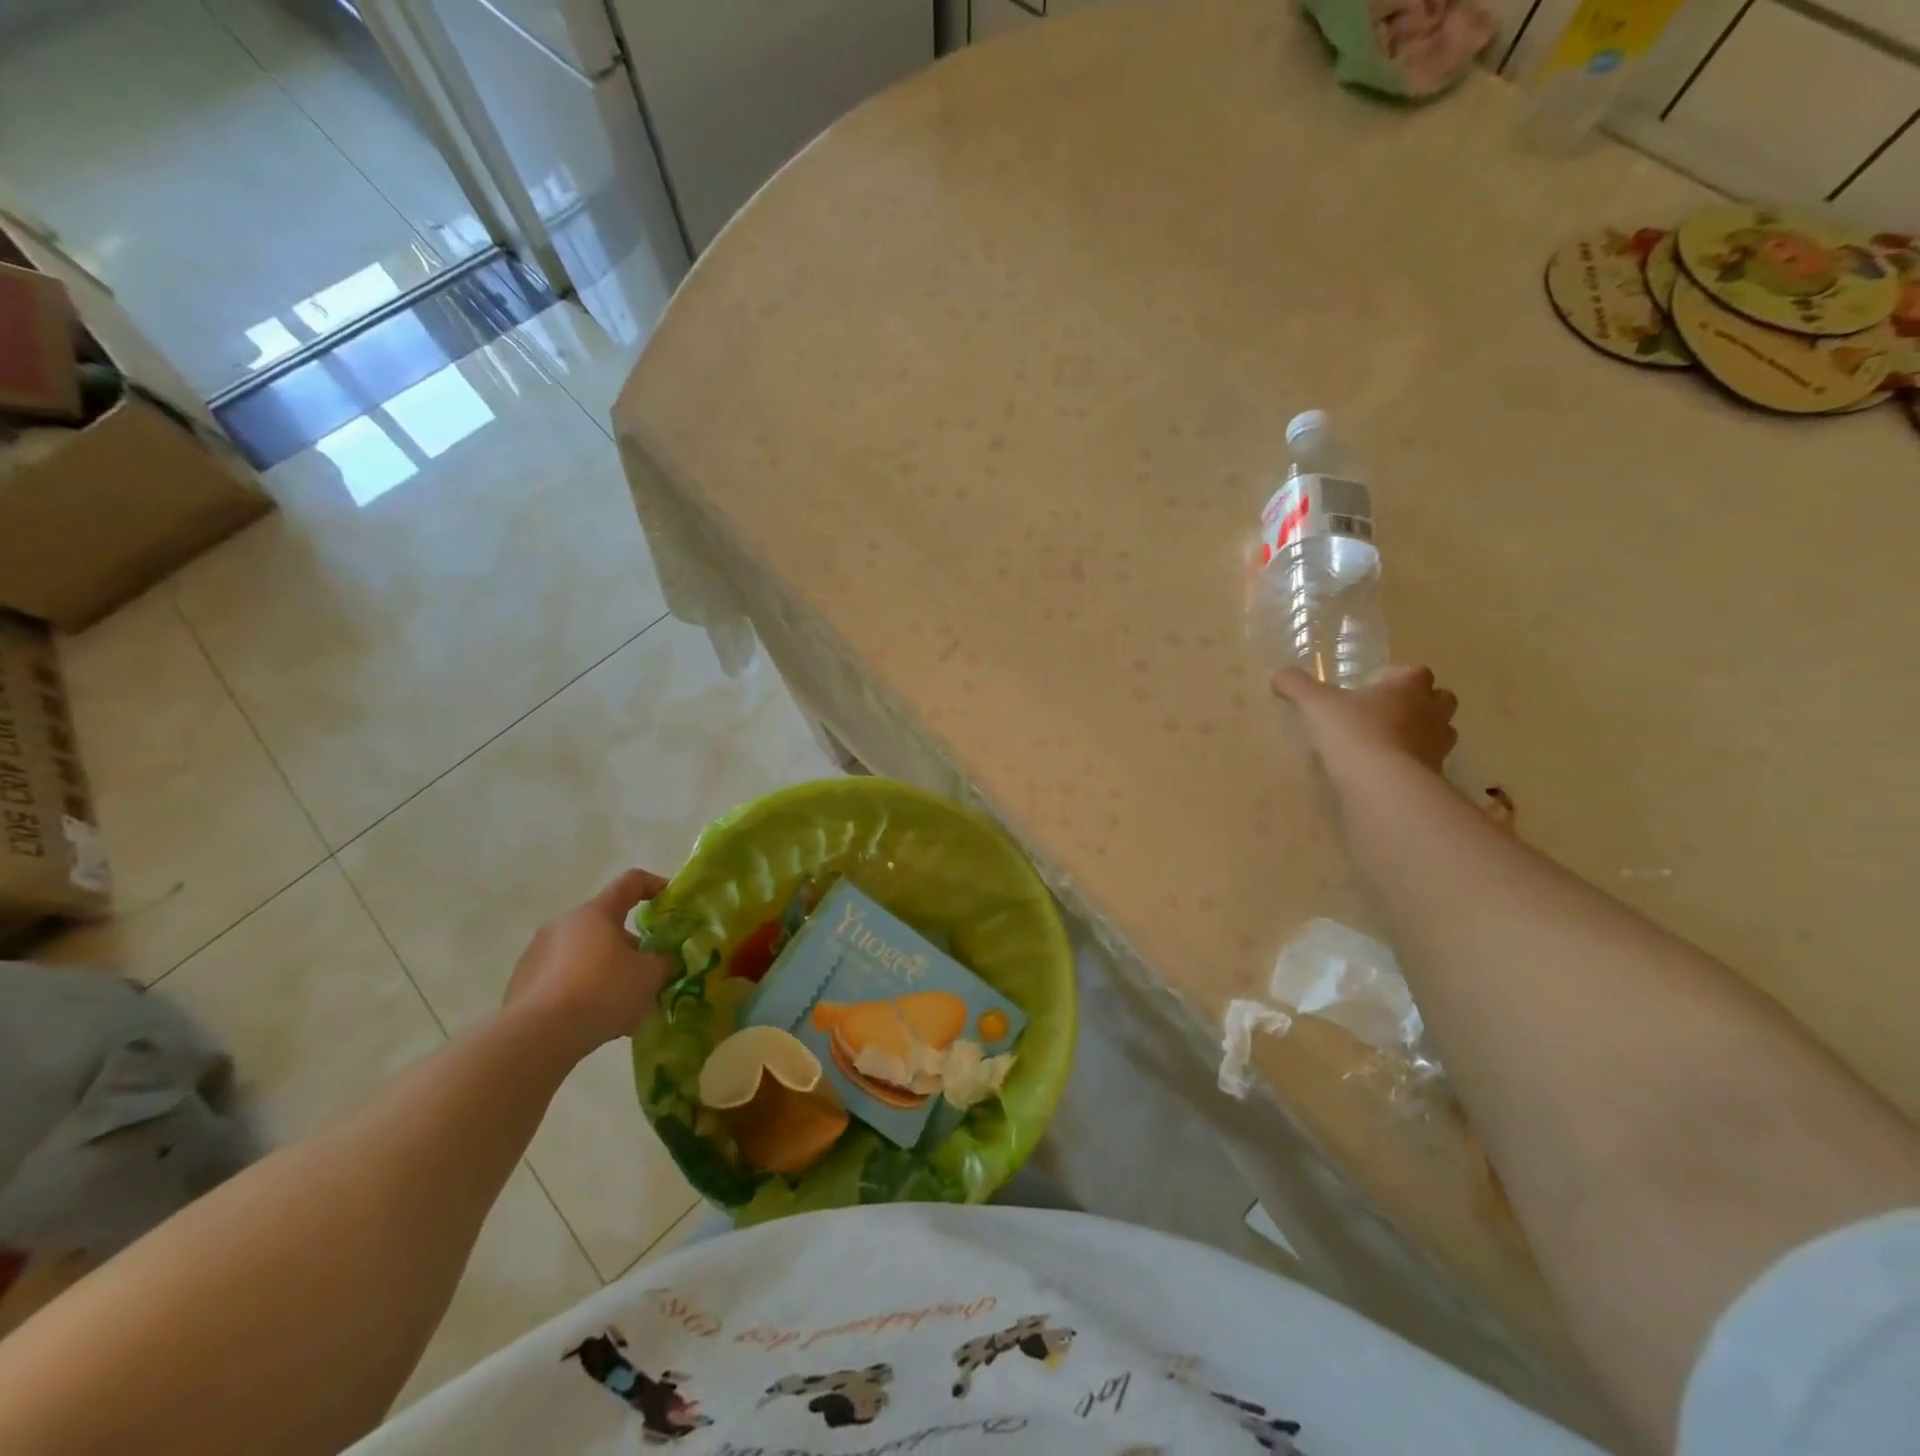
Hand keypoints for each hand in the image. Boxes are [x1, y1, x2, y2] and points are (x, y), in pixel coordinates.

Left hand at [503, 869, 675, 1057]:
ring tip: (623, 1004)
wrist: (537, 1037)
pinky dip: (582, 991)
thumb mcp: (650, 975)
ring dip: (606, 970)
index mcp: (596, 913)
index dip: (655, 886)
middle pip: (606, 924)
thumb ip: (664, 962)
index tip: (671, 902)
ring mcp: (536, 954)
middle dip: (631, 946)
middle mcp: (563, 924)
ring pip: (584, 954)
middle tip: (649, 972)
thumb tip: (666, 961)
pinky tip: (594, 1020)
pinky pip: (563, 979)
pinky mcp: (521, 985)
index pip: (631, 882)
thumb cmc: (602, 991)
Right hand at [1272, 664, 1457, 773]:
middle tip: (1388, 712)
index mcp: (1406, 687)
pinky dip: (1413, 764)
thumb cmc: (1353, 731)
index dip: (1397, 676)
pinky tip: (1387, 771)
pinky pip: (1428, 764)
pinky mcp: (1434, 776)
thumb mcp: (1315, 704)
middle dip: (1421, 702)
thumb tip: (1278, 673)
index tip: (1373, 687)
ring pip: (1440, 732)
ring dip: (1422, 733)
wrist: (1382, 783)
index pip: (1416, 671)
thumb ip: (1297, 686)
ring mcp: (1437, 745)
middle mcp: (1430, 712)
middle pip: (1440, 699)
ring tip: (1389, 743)